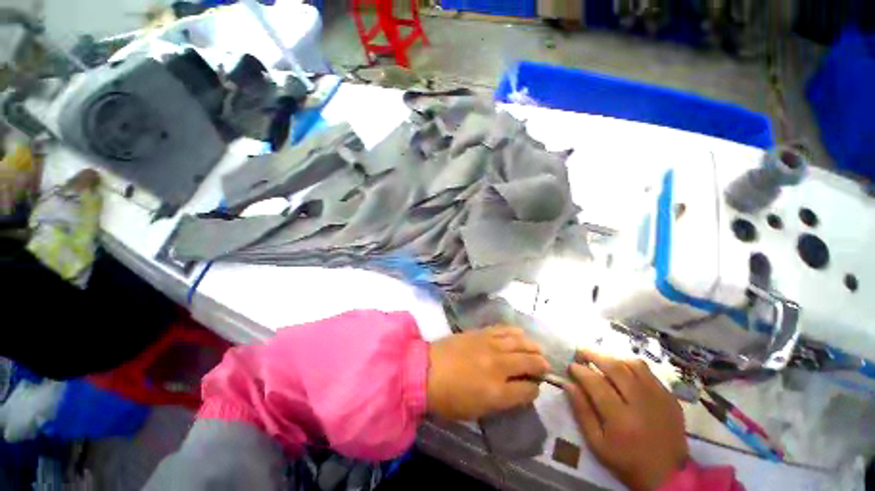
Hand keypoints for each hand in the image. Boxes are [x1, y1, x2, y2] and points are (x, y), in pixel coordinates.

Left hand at [427, 327, 549, 420]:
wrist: (425, 370)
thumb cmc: (449, 398)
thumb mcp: (477, 410)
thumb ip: (502, 400)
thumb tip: (519, 390)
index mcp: (498, 391)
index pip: (528, 389)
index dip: (535, 389)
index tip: (535, 387)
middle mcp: (498, 365)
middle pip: (529, 361)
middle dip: (541, 364)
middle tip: (544, 365)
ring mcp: (489, 345)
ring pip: (520, 341)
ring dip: (532, 345)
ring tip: (536, 349)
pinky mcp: (481, 332)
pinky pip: (503, 329)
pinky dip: (515, 331)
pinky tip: (520, 333)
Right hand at [564, 349, 688, 490]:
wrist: (668, 474)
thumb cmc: (626, 460)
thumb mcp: (597, 443)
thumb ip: (582, 412)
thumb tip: (568, 384)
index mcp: (620, 419)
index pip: (596, 383)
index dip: (580, 370)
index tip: (570, 366)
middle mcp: (641, 403)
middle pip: (615, 368)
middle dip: (593, 355)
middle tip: (580, 353)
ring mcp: (659, 398)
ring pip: (633, 364)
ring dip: (612, 358)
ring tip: (600, 360)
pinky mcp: (670, 397)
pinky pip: (648, 372)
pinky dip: (630, 366)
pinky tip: (622, 370)